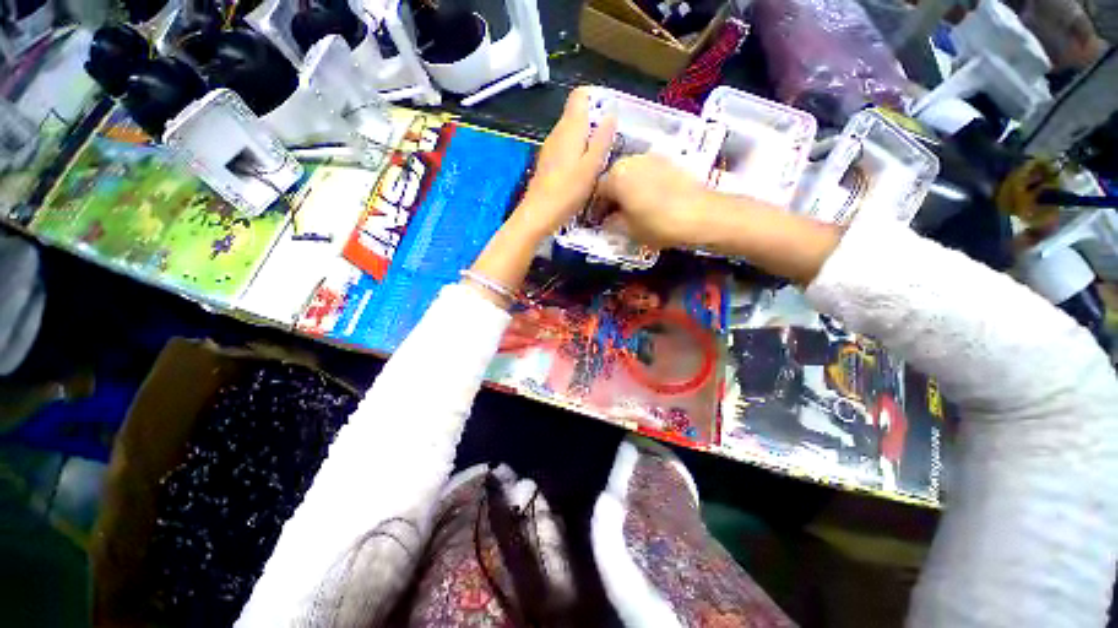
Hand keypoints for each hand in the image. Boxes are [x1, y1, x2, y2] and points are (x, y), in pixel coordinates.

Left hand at [509, 87, 615, 239]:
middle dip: (595, 123)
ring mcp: (550, 148)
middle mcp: (557, 132)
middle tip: (611, 142)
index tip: (610, 116)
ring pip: (571, 132)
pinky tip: (584, 171)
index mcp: (570, 127)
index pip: (580, 95)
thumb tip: (611, 115)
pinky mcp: (547, 162)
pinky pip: (565, 148)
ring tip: (600, 159)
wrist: (538, 214)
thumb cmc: (568, 191)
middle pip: (577, 114)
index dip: (597, 99)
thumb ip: (602, 139)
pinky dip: (577, 152)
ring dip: (587, 140)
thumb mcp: (591, 166)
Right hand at [599, 153, 841, 282]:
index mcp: (616, 175)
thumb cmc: (659, 224)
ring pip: (630, 175)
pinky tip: (648, 201)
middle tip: (611, 216)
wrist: (702, 215)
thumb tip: (607, 221)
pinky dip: (642, 186)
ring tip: (629, 209)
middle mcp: (631, 160)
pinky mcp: (670, 162)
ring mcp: (652, 158)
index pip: (597, 191)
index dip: (595, 209)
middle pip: (613, 179)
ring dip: (626, 191)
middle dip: (610, 198)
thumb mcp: (629, 230)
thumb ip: (613, 223)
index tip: (596, 222)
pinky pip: (647, 174)